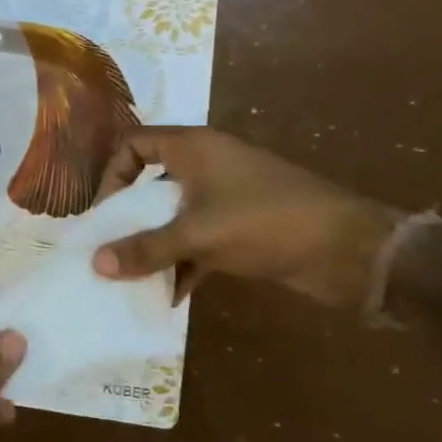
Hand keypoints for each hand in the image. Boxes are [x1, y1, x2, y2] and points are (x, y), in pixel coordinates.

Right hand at [92, 127, 399, 307]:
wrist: (346, 249)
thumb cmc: (264, 221)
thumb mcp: (198, 235)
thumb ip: (145, 249)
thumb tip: (95, 264)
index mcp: (193, 148)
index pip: (135, 145)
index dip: (113, 175)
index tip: (103, 214)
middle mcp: (205, 166)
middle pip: (151, 184)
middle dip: (129, 219)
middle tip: (108, 250)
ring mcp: (224, 198)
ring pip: (174, 217)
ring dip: (155, 246)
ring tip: (132, 279)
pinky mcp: (240, 228)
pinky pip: (197, 241)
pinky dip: (183, 264)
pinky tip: (170, 296)